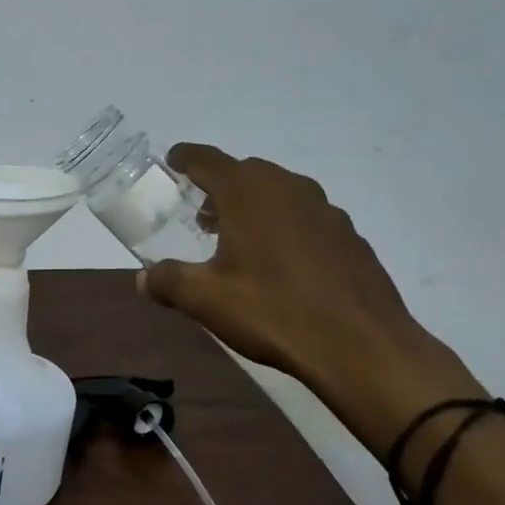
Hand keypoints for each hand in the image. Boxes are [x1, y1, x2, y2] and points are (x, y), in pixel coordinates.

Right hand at [138, 144, 484, 456]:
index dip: (185, 158)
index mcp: (247, 191)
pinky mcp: (350, 236)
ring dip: (254, 206)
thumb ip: (168, 282)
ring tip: (240, 241)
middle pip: (244, 172)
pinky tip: (283, 265)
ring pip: (278, 192)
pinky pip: (306, 217)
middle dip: (218, 188)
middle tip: (201, 217)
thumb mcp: (206, 300)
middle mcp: (287, 187)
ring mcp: (325, 209)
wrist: (363, 346)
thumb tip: (141, 279)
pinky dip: (286, 226)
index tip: (172, 161)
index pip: (206, 159)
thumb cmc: (274, 311)